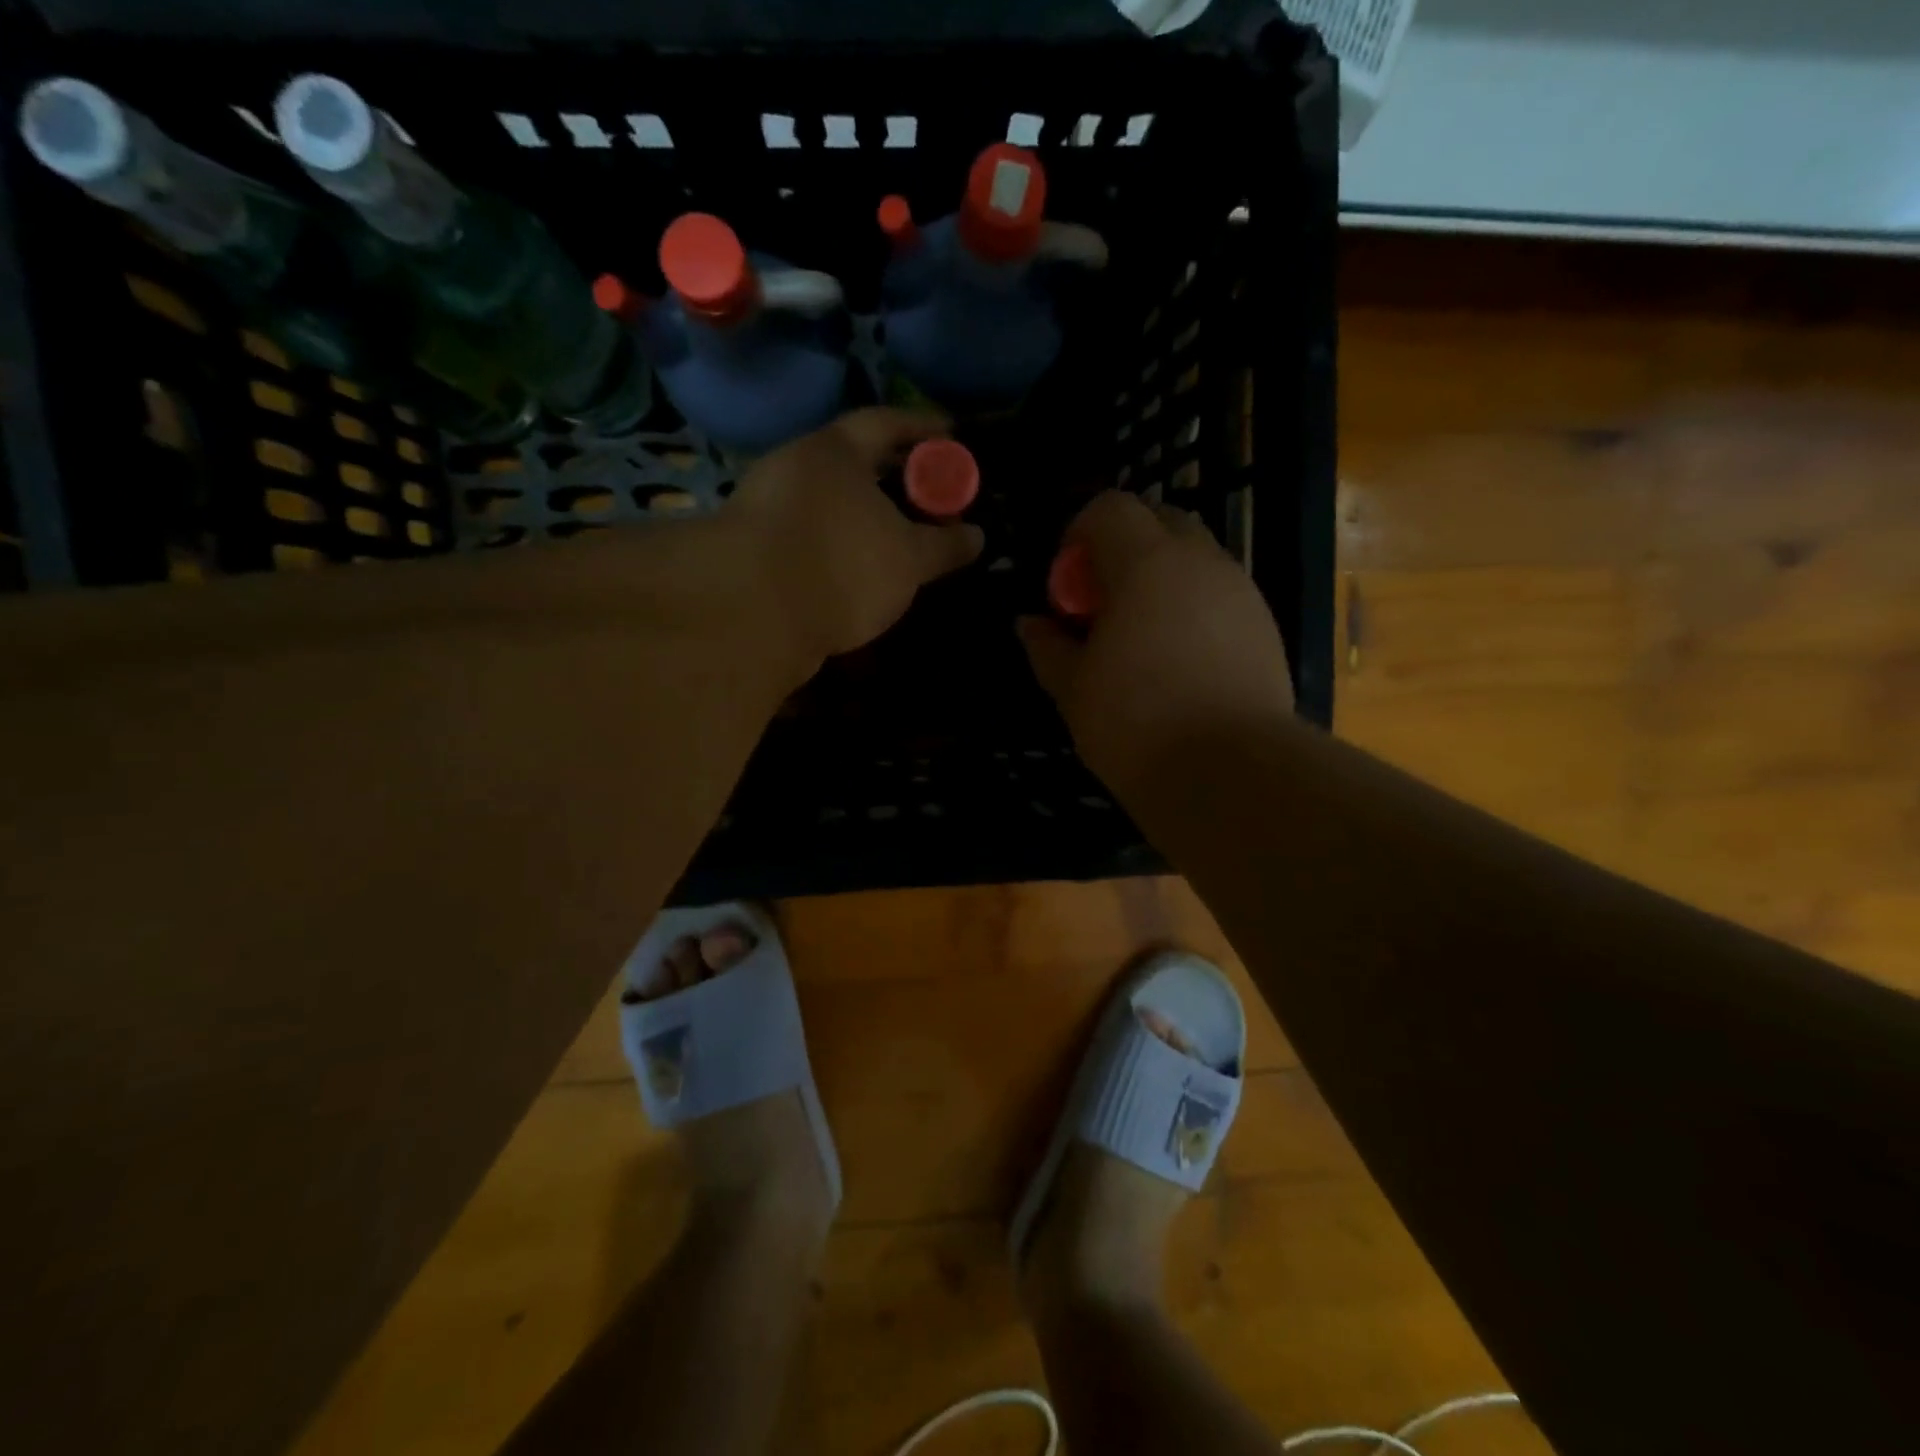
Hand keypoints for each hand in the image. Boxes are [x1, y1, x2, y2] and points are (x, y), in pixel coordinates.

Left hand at [725, 409, 983, 664]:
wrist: (751, 617)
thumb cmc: (842, 566)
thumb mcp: (909, 559)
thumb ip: (945, 545)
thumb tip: (977, 536)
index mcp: (834, 451)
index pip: (886, 423)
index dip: (923, 428)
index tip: (953, 436)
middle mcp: (796, 468)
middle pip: (855, 463)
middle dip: (896, 477)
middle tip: (931, 494)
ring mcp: (769, 509)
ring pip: (831, 502)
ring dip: (865, 515)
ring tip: (901, 537)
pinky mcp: (755, 551)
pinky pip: (812, 535)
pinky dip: (841, 544)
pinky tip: (860, 570)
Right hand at [1018, 492, 1295, 789]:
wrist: (1229, 773)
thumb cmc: (1134, 723)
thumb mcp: (1072, 688)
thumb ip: (1047, 646)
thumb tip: (1029, 623)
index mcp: (1145, 563)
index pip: (1110, 508)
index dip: (1080, 533)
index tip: (1067, 582)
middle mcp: (1200, 561)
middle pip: (1160, 520)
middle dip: (1126, 546)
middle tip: (1103, 602)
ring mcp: (1241, 591)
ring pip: (1197, 556)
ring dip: (1163, 576)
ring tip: (1143, 633)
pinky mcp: (1266, 626)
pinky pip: (1222, 594)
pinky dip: (1195, 605)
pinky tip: (1181, 659)